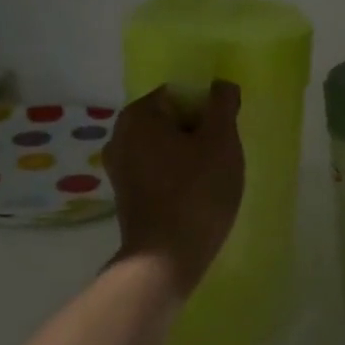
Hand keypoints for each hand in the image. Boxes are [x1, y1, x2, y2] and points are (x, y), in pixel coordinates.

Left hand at [105, 81, 244, 298]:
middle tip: (223, 156)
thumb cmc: (197, 192)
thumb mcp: (221, 141)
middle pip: (171, 119)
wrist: (165, 259)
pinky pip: (157, 169)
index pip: (181, 93)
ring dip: (190, 154)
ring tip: (212, 177)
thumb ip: (222, 105)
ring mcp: (119, 167)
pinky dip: (176, 174)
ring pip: (165, 146)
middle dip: (199, 132)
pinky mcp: (125, 194)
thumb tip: (221, 85)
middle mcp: (120, 135)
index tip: (226, 133)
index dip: (209, 108)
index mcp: (138, 115)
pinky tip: (195, 194)